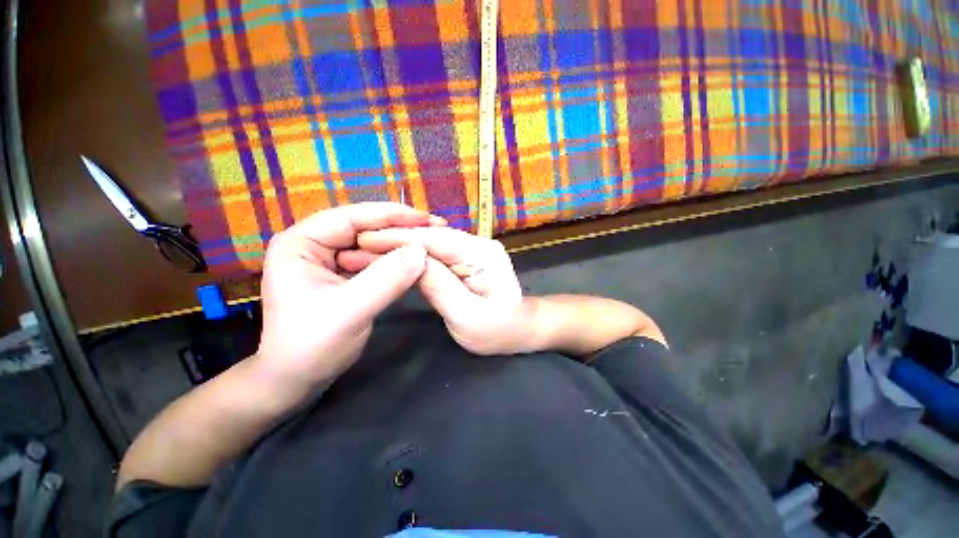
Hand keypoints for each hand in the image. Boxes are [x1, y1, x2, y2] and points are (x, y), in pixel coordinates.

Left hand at [254, 203, 443, 385]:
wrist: (296, 380)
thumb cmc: (310, 347)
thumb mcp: (350, 312)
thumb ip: (386, 280)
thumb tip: (421, 251)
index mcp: (301, 243)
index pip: (351, 217)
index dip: (392, 215)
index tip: (427, 219)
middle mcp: (315, 244)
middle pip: (365, 227)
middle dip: (401, 228)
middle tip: (435, 230)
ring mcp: (330, 259)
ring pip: (373, 243)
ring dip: (402, 244)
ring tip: (430, 243)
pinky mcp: (345, 274)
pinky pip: (375, 261)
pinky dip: (396, 260)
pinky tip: (415, 261)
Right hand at [344, 227, 534, 354]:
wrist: (519, 330)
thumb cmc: (497, 330)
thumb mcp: (467, 316)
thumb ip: (439, 286)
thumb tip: (409, 262)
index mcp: (482, 255)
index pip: (434, 239)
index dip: (399, 238)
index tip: (364, 240)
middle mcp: (477, 244)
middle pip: (431, 236)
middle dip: (394, 239)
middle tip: (357, 245)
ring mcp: (472, 249)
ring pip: (431, 242)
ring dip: (400, 246)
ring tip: (366, 250)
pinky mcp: (466, 258)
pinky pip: (436, 253)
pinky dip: (413, 255)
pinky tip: (392, 257)